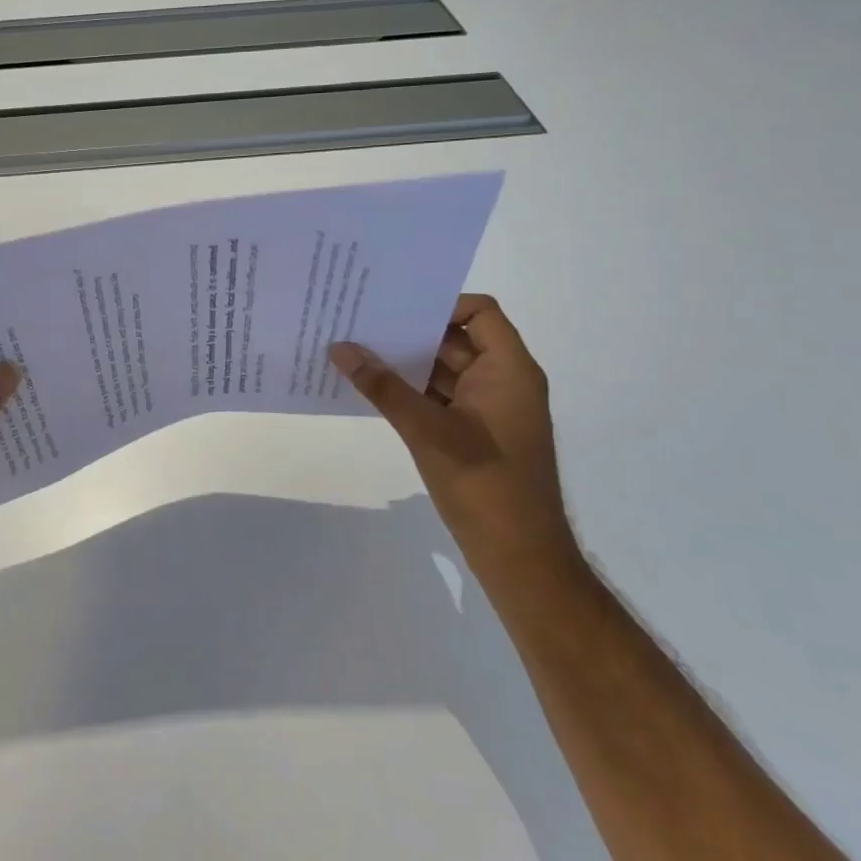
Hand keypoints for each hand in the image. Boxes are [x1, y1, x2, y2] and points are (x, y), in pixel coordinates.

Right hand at [330, 294, 578, 579]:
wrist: (519, 556)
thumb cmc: (484, 484)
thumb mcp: (428, 430)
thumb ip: (383, 387)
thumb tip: (340, 348)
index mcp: (509, 370)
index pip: (479, 313)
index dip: (440, 304)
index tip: (394, 309)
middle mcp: (503, 381)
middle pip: (456, 339)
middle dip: (411, 332)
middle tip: (360, 322)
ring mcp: (488, 409)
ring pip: (444, 370)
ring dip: (406, 363)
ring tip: (356, 352)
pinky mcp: (473, 433)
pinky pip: (440, 397)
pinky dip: (410, 391)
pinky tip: (372, 390)